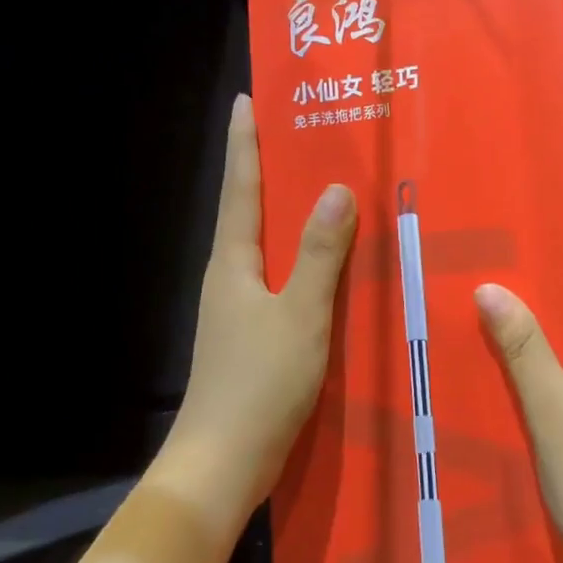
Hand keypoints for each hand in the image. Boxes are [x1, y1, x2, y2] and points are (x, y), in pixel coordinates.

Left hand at [163, 93, 355, 518]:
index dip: (244, 143)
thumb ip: (320, 253)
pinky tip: (330, 260)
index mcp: (233, 262)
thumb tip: (337, 189)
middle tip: (303, 134)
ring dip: (289, 212)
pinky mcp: (255, 333)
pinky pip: (281, 275)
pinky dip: (302, 254)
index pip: (240, 188)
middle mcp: (231, 276)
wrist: (225, 462)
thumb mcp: (300, 313)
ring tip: (325, 186)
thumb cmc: (260, 381)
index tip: (247, 100)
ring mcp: (240, 307)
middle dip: (269, 168)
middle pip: (250, 209)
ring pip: (267, 244)